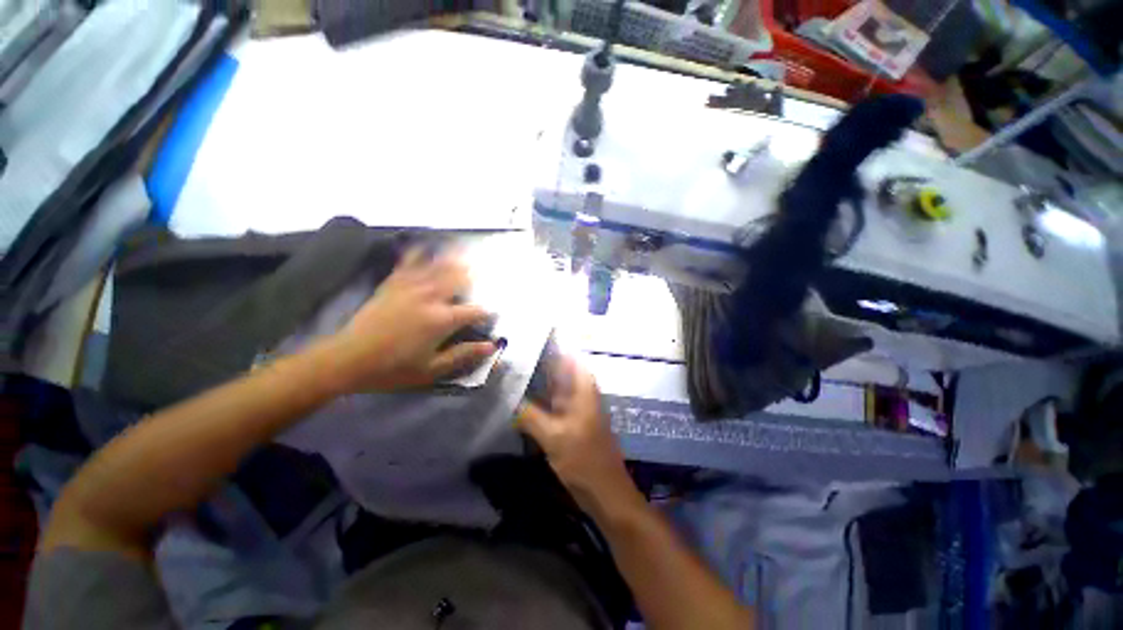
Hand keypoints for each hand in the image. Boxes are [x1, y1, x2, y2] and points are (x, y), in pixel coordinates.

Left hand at [324, 246, 497, 392]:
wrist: (347, 359)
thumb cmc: (393, 368)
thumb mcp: (432, 369)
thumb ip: (463, 355)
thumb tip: (491, 346)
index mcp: (442, 320)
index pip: (474, 311)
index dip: (486, 312)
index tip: (493, 313)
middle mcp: (429, 298)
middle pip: (458, 280)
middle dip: (473, 276)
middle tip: (482, 272)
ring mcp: (409, 288)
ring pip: (437, 267)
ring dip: (452, 260)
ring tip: (464, 252)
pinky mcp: (392, 285)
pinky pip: (408, 264)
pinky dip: (418, 254)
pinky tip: (424, 247)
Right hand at [516, 355, 640, 514]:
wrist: (604, 491)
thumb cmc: (584, 459)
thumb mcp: (553, 436)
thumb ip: (529, 415)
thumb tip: (506, 397)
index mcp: (582, 386)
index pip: (566, 354)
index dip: (548, 343)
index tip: (525, 337)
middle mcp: (579, 390)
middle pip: (557, 368)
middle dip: (535, 361)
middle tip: (508, 354)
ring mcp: (573, 405)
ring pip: (552, 385)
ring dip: (534, 379)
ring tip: (508, 371)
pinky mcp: (567, 420)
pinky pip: (550, 402)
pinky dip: (536, 398)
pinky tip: (518, 398)